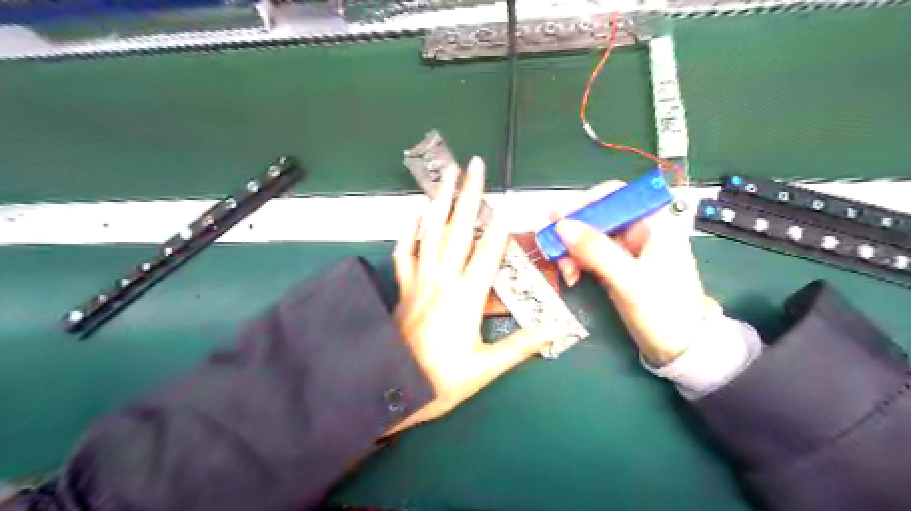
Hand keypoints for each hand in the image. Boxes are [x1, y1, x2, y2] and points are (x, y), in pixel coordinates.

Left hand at [392, 156, 562, 433]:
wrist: (394, 390)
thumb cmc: (443, 381)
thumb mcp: (487, 368)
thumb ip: (522, 346)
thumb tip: (555, 329)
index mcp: (467, 298)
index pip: (487, 253)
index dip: (499, 226)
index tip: (506, 201)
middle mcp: (443, 281)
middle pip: (458, 230)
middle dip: (469, 195)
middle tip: (474, 166)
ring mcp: (419, 281)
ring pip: (429, 232)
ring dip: (439, 201)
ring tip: (445, 175)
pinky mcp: (403, 287)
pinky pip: (404, 252)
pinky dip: (408, 231)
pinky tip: (413, 213)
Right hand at [551, 183, 723, 365]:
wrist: (680, 349)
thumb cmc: (665, 313)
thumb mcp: (630, 281)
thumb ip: (597, 251)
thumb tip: (562, 225)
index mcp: (653, 224)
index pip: (615, 195)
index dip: (585, 202)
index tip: (558, 216)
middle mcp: (638, 230)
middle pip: (596, 215)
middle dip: (572, 231)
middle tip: (551, 246)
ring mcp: (626, 249)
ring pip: (588, 236)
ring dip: (570, 251)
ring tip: (565, 272)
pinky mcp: (616, 266)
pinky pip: (588, 254)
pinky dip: (575, 263)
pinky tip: (572, 277)